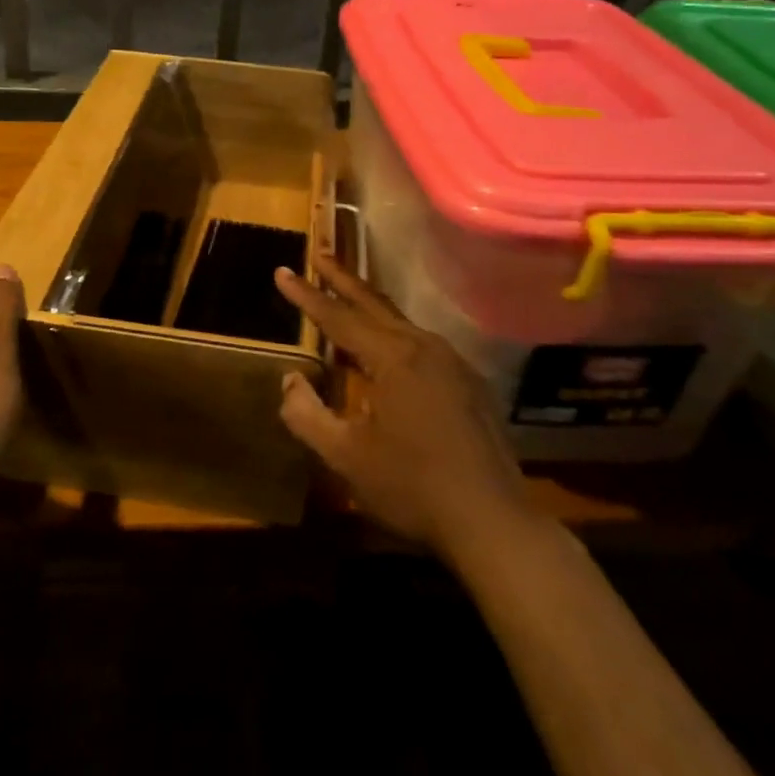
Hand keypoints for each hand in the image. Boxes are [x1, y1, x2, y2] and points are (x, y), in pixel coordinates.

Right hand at [274, 254, 535, 551]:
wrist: (492, 522)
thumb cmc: (412, 487)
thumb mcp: (346, 457)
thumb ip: (308, 414)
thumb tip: (290, 380)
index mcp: (393, 358)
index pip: (339, 317)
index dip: (307, 296)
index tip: (282, 271)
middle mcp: (424, 347)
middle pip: (374, 304)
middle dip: (343, 279)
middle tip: (319, 253)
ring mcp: (453, 363)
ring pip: (401, 322)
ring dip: (369, 305)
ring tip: (347, 294)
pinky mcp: (470, 383)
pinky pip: (422, 344)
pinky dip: (394, 333)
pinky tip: (388, 348)